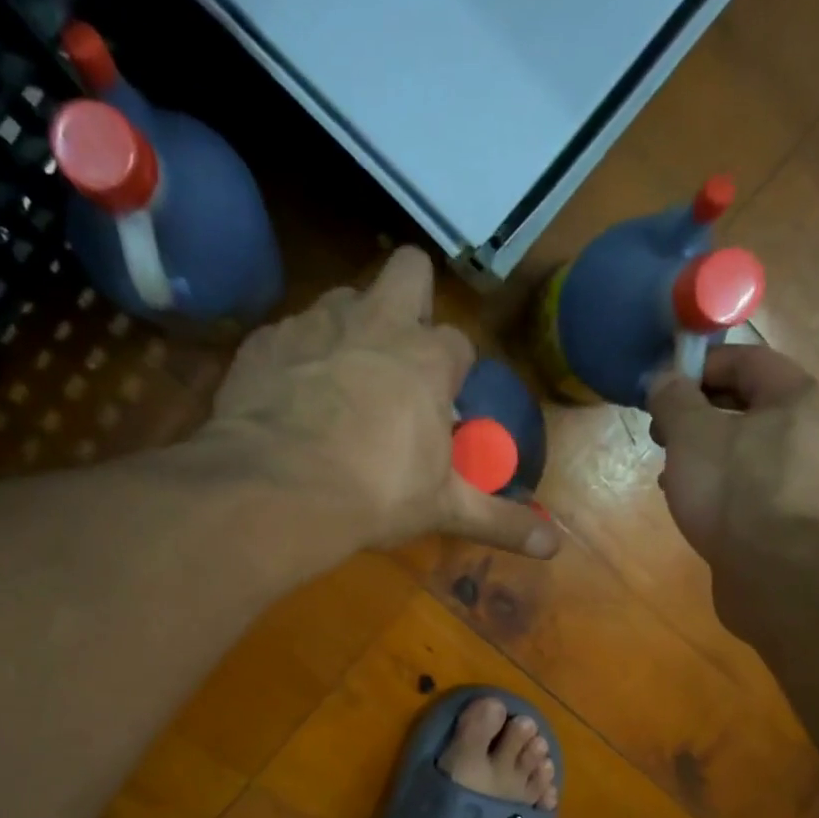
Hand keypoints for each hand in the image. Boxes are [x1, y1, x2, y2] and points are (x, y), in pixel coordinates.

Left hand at [202, 247, 557, 558]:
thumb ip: (500, 521)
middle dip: (411, 299)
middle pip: (408, 270)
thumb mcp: (444, 508)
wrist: (276, 489)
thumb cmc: (376, 493)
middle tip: (398, 355)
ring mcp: (315, 323)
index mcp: (428, 359)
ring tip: (341, 379)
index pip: (458, 343)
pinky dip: (296, 356)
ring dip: (350, 327)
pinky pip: (288, 332)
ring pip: (343, 297)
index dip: (453, 371)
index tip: (443, 404)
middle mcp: (375, 322)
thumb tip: (553, 546)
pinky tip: (289, 395)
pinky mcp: (265, 340)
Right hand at [645, 345, 818, 569]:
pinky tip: (693, 504)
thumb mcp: (691, 435)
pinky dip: (722, 484)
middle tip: (660, 433)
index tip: (661, 388)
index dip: (699, 366)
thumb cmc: (734, 492)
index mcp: (796, 397)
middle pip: (748, 404)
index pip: (746, 359)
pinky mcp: (796, 516)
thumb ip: (674, 399)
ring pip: (748, 448)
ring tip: (670, 472)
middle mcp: (813, 430)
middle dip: (698, 414)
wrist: (777, 575)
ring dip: (705, 452)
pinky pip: (754, 484)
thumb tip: (664, 379)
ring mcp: (809, 476)